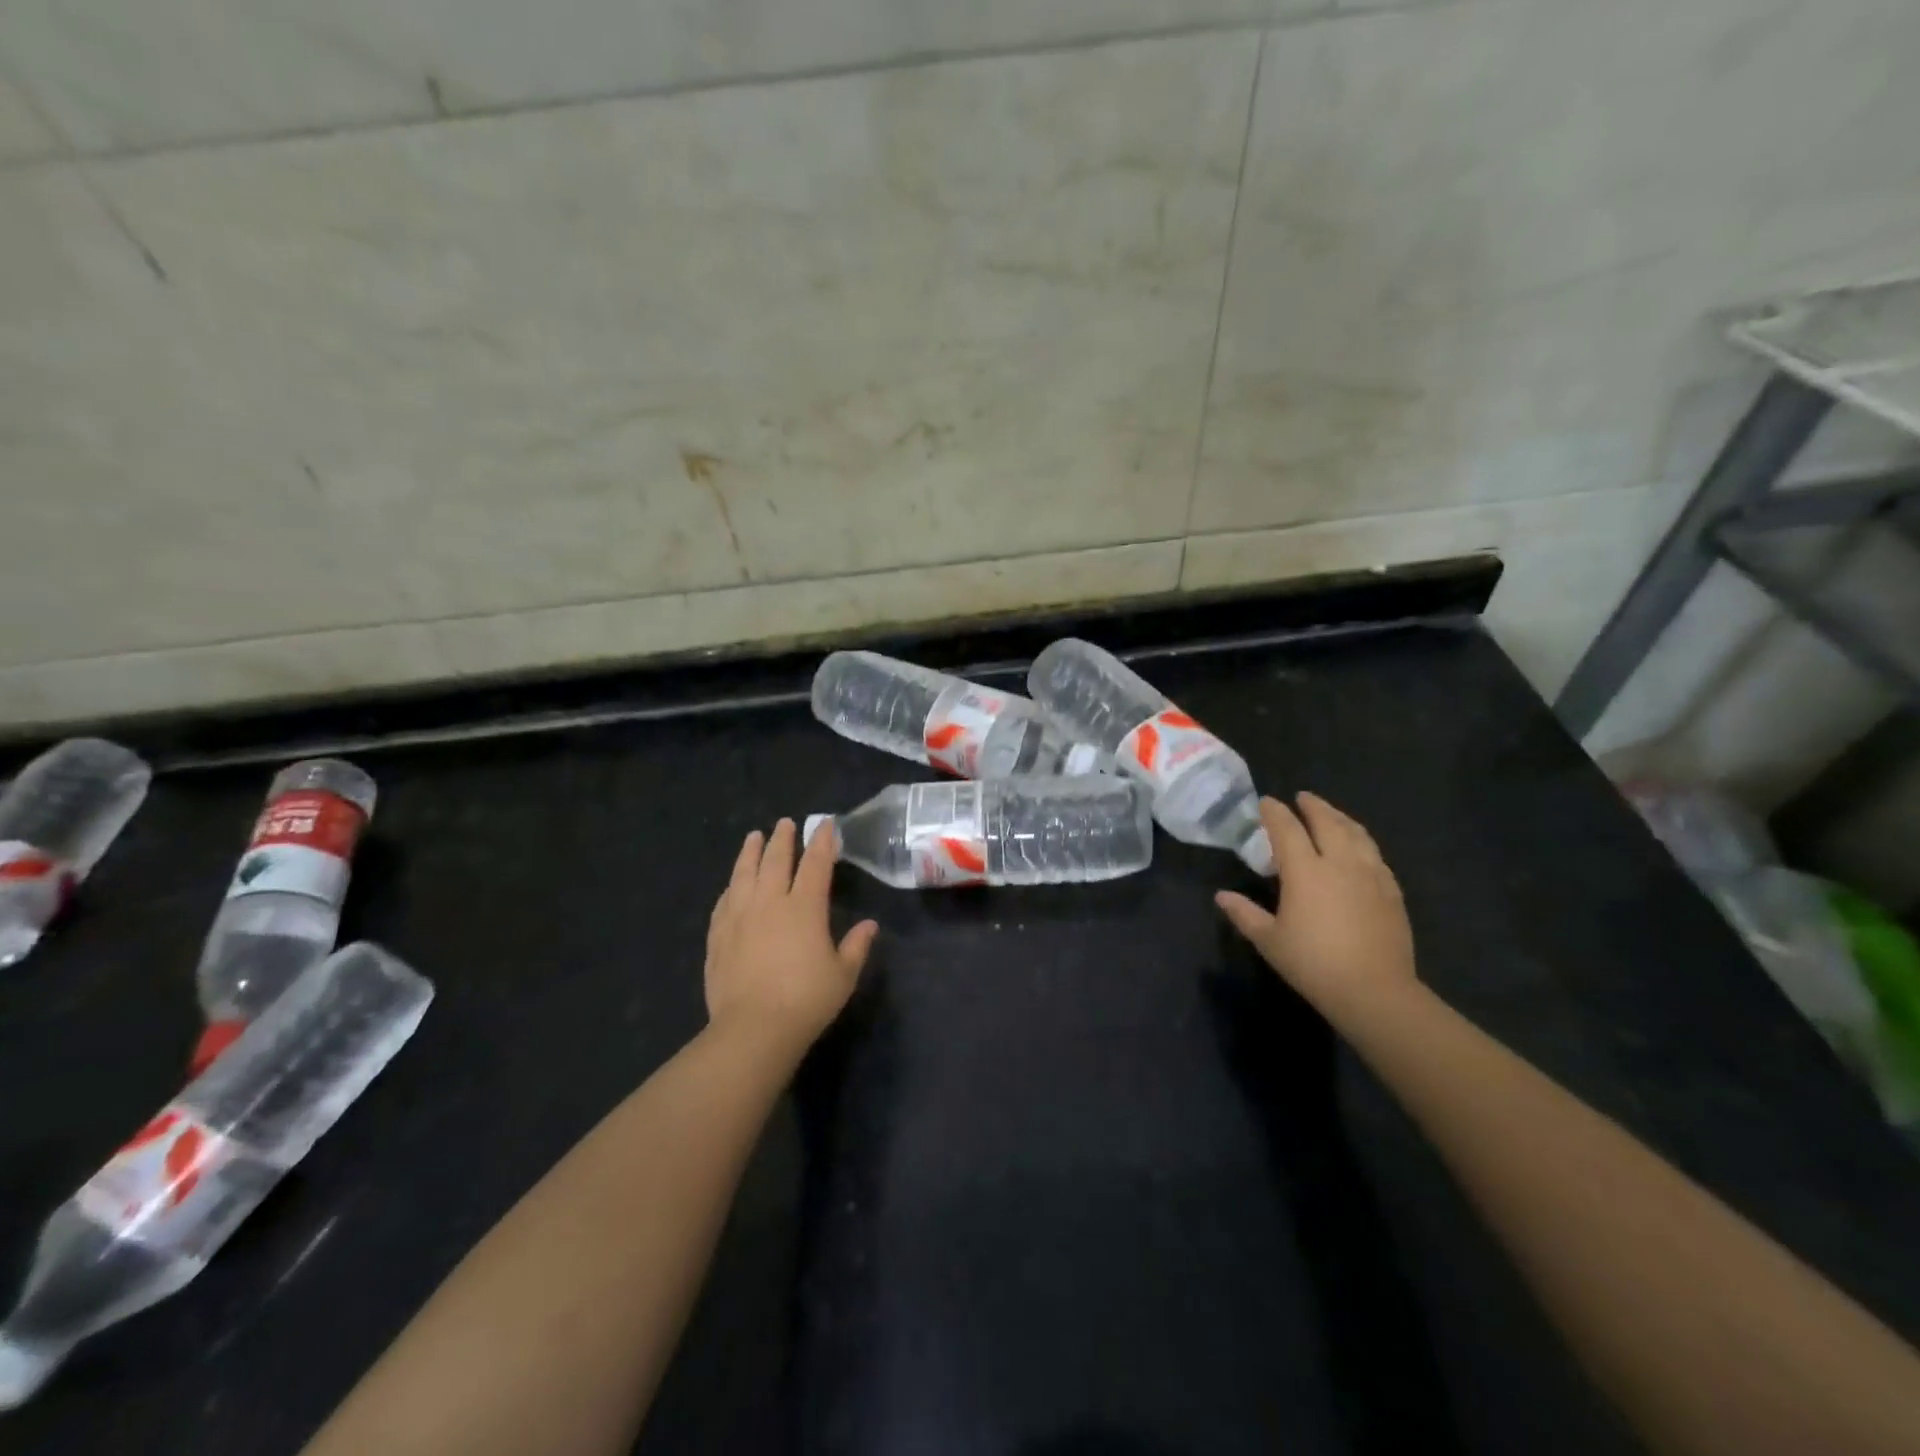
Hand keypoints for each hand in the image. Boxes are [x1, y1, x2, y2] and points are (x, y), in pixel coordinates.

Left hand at [705, 818, 877, 1052]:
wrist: (753, 1028)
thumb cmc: (806, 1000)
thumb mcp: (843, 975)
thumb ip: (856, 946)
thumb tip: (869, 925)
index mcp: (804, 907)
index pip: (815, 864)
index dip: (821, 842)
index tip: (824, 825)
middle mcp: (770, 902)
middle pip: (775, 861)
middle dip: (782, 839)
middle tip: (784, 823)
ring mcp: (739, 917)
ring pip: (744, 874)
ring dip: (750, 852)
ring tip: (753, 837)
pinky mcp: (718, 936)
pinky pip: (724, 902)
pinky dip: (731, 886)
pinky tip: (732, 885)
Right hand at [1215, 794, 1415, 1015]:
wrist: (1375, 991)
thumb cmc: (1313, 964)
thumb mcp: (1269, 940)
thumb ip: (1245, 913)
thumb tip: (1221, 896)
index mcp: (1305, 871)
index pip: (1287, 829)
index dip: (1275, 812)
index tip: (1266, 802)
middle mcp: (1339, 863)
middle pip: (1327, 822)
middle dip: (1313, 806)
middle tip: (1302, 797)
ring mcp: (1370, 875)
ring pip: (1356, 834)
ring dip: (1340, 818)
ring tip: (1331, 814)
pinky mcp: (1391, 891)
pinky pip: (1375, 855)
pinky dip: (1362, 842)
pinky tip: (1360, 849)